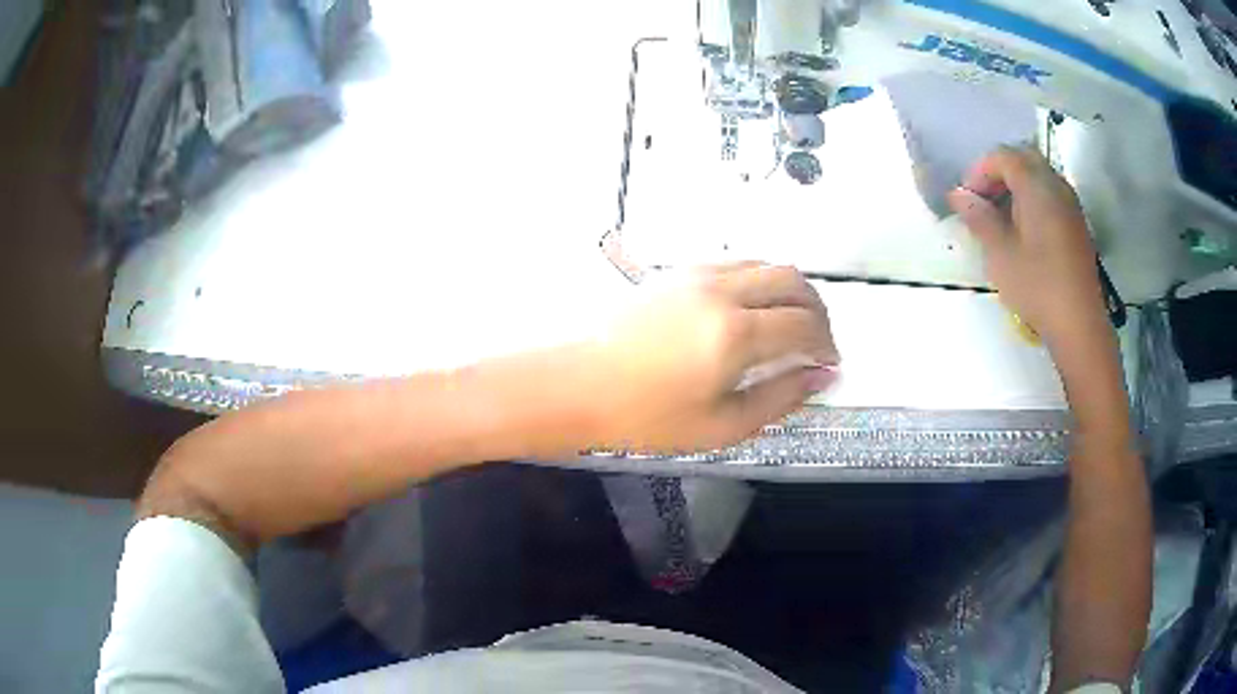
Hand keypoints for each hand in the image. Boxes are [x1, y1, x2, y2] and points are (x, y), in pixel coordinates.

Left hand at [581, 264, 838, 453]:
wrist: (579, 385)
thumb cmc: (647, 417)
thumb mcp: (722, 425)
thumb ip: (781, 397)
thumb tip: (823, 377)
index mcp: (736, 333)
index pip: (805, 324)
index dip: (827, 344)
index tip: (829, 363)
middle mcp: (723, 291)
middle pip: (793, 281)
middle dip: (818, 310)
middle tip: (819, 341)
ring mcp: (698, 275)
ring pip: (766, 264)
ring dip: (791, 290)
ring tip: (791, 325)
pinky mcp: (678, 271)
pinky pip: (736, 263)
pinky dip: (760, 280)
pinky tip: (754, 309)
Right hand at [946, 146, 1109, 349]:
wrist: (1079, 325)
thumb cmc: (1037, 286)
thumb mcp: (1000, 253)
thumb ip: (978, 217)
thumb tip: (958, 195)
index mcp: (1037, 186)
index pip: (1003, 157)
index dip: (979, 171)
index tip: (966, 199)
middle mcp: (1057, 186)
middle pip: (1024, 160)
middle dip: (999, 173)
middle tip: (983, 201)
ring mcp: (1071, 206)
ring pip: (1039, 177)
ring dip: (1016, 187)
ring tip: (1001, 219)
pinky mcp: (1077, 226)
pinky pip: (1051, 197)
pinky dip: (1033, 201)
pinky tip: (1024, 232)